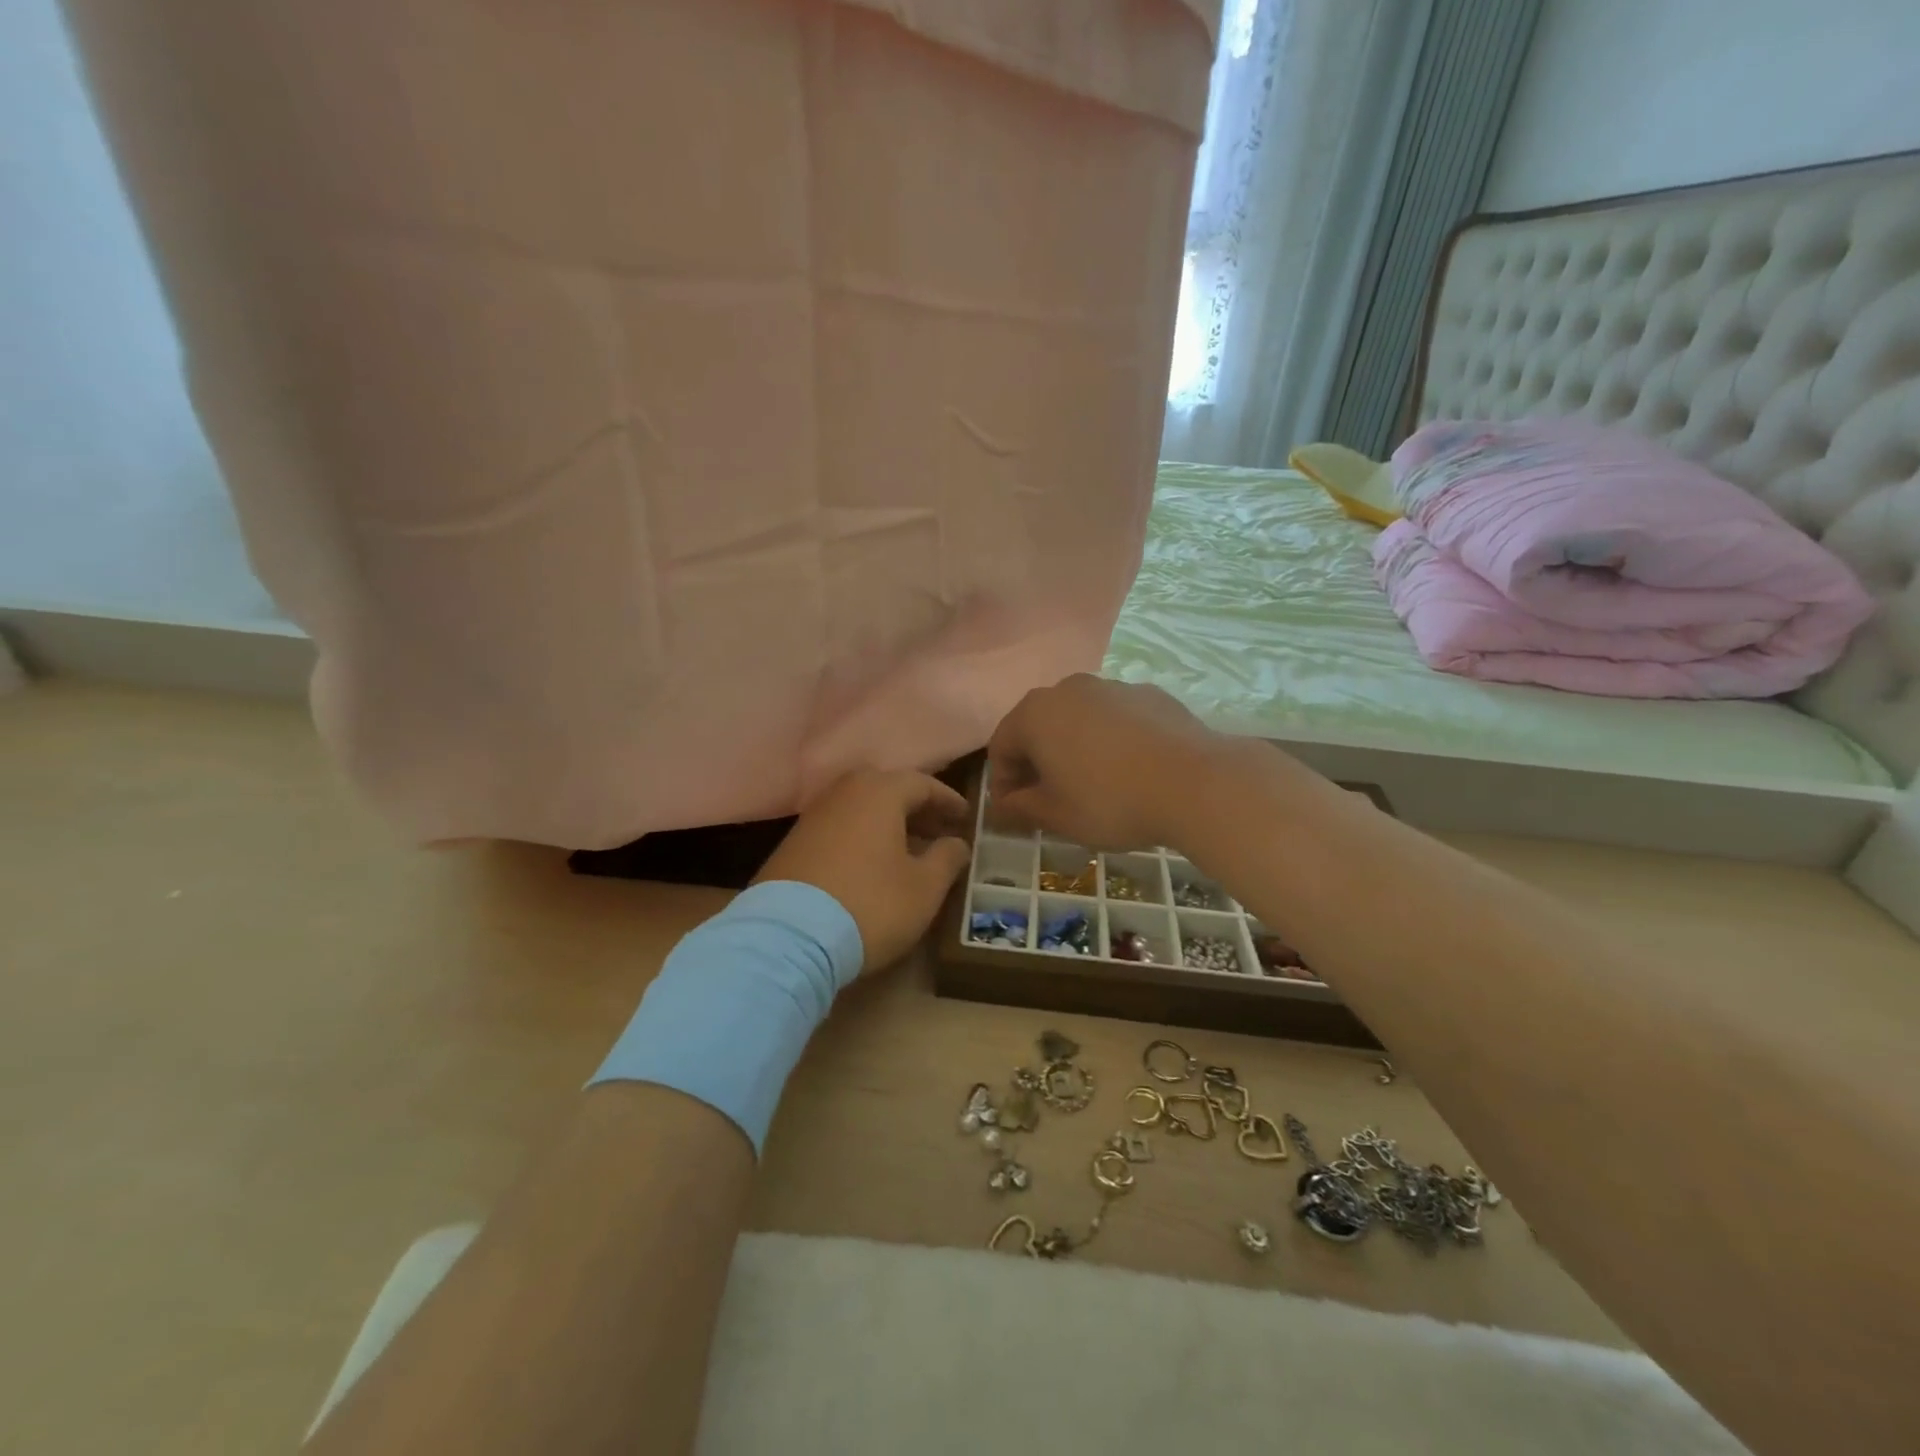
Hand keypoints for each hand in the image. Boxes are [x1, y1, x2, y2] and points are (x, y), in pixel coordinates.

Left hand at [756, 769, 971, 972]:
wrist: (789, 937)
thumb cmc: (871, 904)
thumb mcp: (924, 887)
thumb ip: (947, 858)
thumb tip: (957, 843)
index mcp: (880, 792)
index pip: (923, 784)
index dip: (948, 801)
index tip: (965, 818)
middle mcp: (844, 792)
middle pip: (888, 790)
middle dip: (917, 810)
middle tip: (938, 832)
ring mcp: (814, 816)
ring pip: (861, 809)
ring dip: (889, 824)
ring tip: (909, 851)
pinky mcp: (793, 843)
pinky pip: (840, 828)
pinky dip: (862, 838)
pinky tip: (872, 866)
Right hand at [986, 675, 1230, 849]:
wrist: (1196, 782)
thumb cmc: (1110, 801)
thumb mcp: (1056, 815)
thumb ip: (1020, 808)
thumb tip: (1002, 807)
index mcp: (1034, 714)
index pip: (1000, 747)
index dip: (1002, 784)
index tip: (1015, 813)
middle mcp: (1068, 688)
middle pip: (1037, 727)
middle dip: (1036, 763)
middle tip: (1048, 800)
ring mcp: (1112, 686)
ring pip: (1078, 719)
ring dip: (1073, 749)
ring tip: (1091, 785)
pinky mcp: (1149, 693)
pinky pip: (1115, 718)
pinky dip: (1110, 740)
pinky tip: (1129, 770)